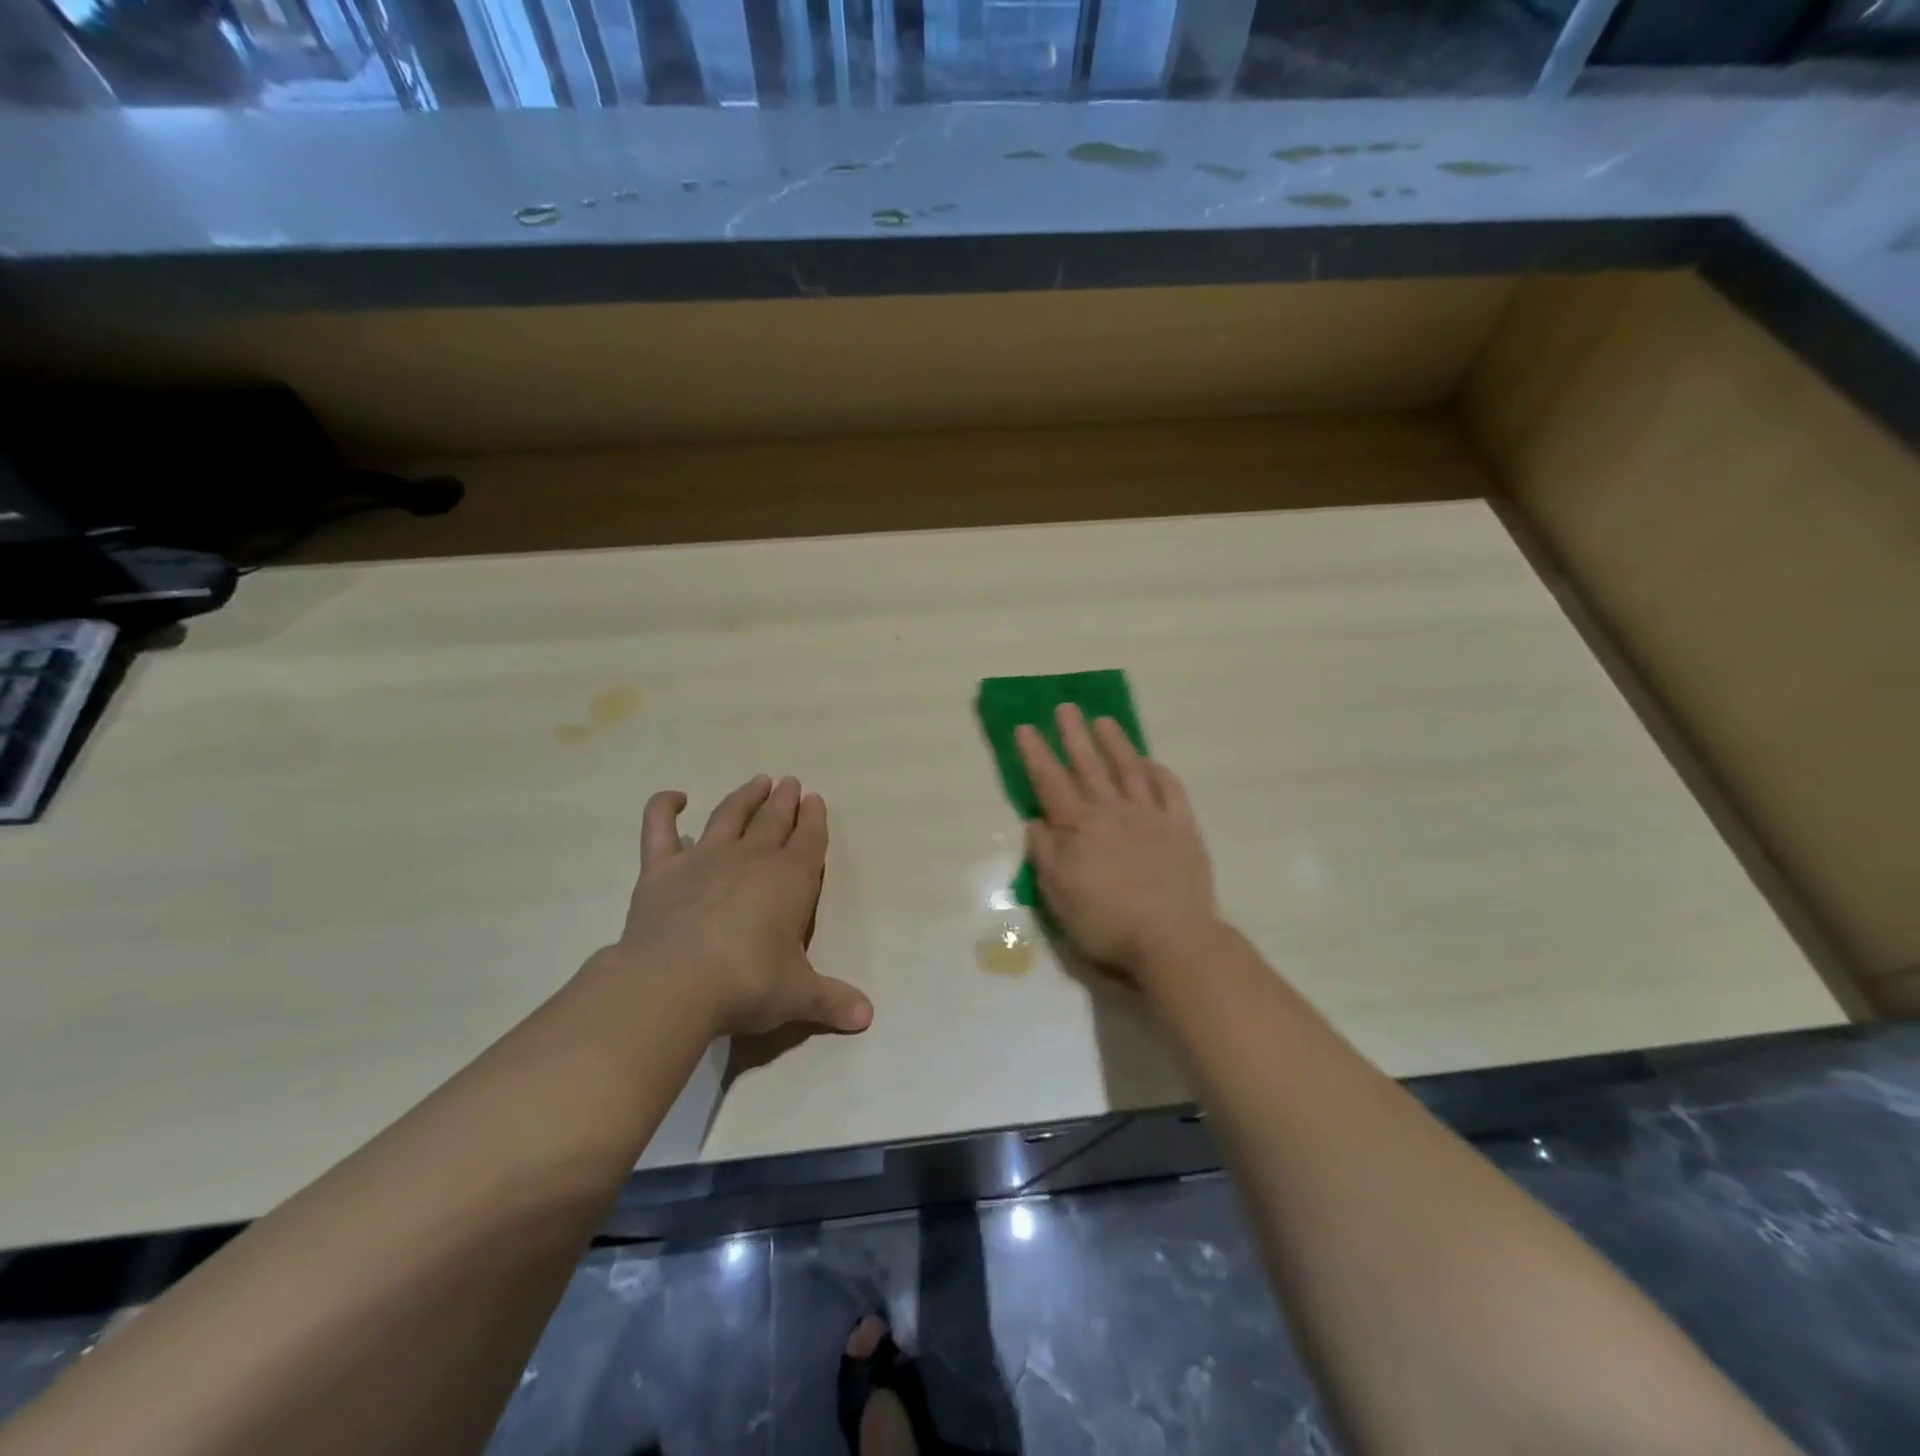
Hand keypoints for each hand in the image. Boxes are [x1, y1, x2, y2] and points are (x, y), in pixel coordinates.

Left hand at [592, 775, 873, 1038]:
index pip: (809, 841)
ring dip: (745, 797)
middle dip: (785, 801)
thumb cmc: (748, 983)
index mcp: (790, 880)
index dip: (814, 819)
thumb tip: (867, 1017)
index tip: (815, 799)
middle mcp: (751, 859)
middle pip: (773, 820)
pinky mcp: (661, 869)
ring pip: (729, 815)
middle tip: (791, 783)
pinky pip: (659, 828)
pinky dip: (664, 807)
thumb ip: (832, 1000)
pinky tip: (674, 797)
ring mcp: (704, 858)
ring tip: (757, 782)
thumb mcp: (798, 995)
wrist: (676, 982)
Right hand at [1016, 705, 1220, 986]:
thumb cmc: (1105, 920)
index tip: (1025, 727)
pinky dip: (1159, 773)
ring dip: (1115, 744)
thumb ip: (1044, 854)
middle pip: (1089, 766)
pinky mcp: (1182, 829)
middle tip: (1065, 707)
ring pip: (1129, 770)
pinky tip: (1152, 762)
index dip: (1036, 754)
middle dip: (1073, 735)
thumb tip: (1036, 821)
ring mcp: (1150, 817)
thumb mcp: (1057, 894)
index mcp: (1079, 827)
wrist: (1170, 938)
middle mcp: (1112, 811)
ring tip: (1103, 721)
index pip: (1051, 782)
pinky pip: (1170, 791)